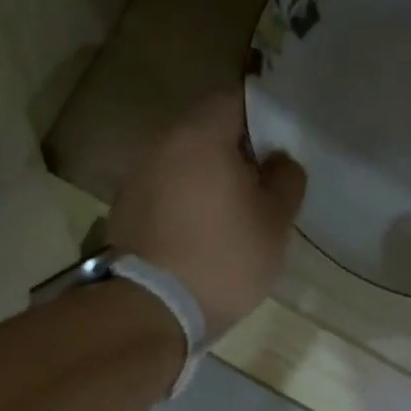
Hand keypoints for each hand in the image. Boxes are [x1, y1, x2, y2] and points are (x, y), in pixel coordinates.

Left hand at [107, 92, 306, 335]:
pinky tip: (201, 233)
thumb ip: (285, 180)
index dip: (264, 117)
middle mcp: (162, 145)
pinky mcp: (125, 212)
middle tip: (263, 180)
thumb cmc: (223, 259)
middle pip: (206, 131)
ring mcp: (137, 178)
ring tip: (233, 211)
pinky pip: (165, 193)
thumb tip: (278, 160)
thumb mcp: (275, 222)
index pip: (236, 100)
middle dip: (236, 151)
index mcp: (200, 135)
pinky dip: (185, 203)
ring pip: (183, 164)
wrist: (151, 309)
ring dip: (207, 179)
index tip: (281, 144)